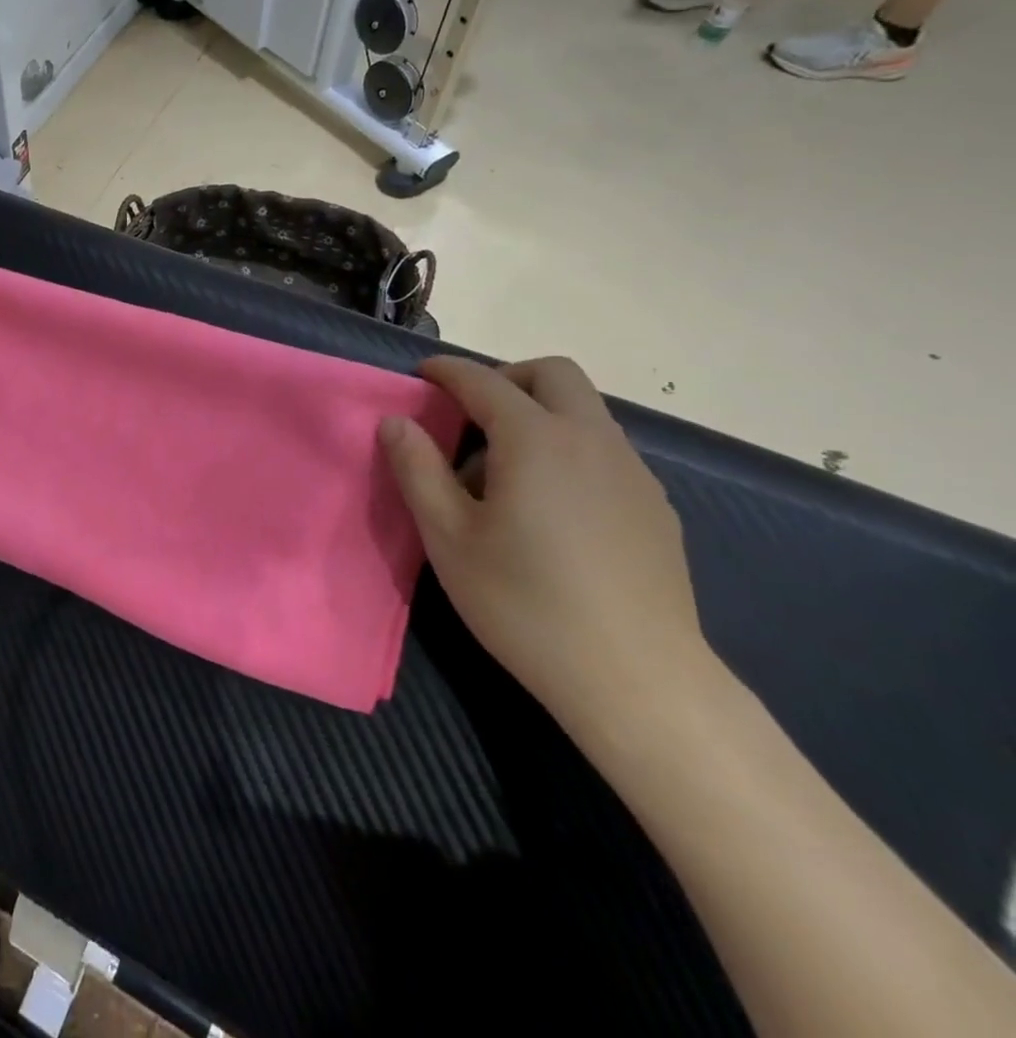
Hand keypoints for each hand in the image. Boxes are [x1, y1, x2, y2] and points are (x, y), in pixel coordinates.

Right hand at [380, 356, 708, 739]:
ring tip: (503, 473)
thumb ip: (416, 469)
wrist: (638, 680)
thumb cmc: (524, 603)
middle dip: (505, 378)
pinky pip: (604, 450)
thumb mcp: (448, 536)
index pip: (484, 382)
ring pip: (583, 411)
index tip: (421, 376)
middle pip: (553, 373)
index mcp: (536, 440)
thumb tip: (396, 421)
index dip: (447, 371)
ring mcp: (632, 473)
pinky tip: (550, 509)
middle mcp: (591, 440)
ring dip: (538, 414)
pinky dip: (567, 449)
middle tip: (469, 414)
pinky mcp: (655, 507)